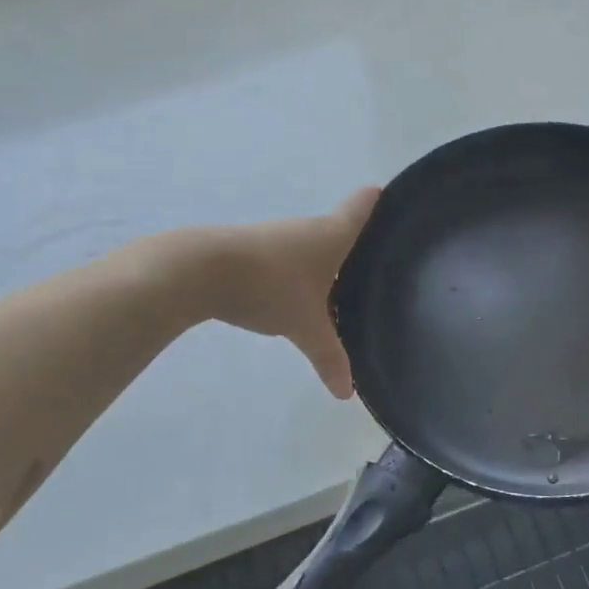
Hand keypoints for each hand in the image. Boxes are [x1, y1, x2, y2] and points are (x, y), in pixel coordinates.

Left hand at [202, 188, 379, 398]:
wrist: (203, 271)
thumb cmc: (272, 286)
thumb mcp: (307, 327)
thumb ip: (329, 357)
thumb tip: (346, 393)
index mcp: (332, 234)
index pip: (361, 208)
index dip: (375, 201)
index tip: (385, 195)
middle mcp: (307, 229)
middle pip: (338, 231)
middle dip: (354, 247)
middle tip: (376, 269)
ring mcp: (277, 238)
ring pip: (310, 251)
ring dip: (323, 267)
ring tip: (339, 295)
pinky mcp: (251, 252)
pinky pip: (286, 263)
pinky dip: (297, 277)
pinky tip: (296, 301)